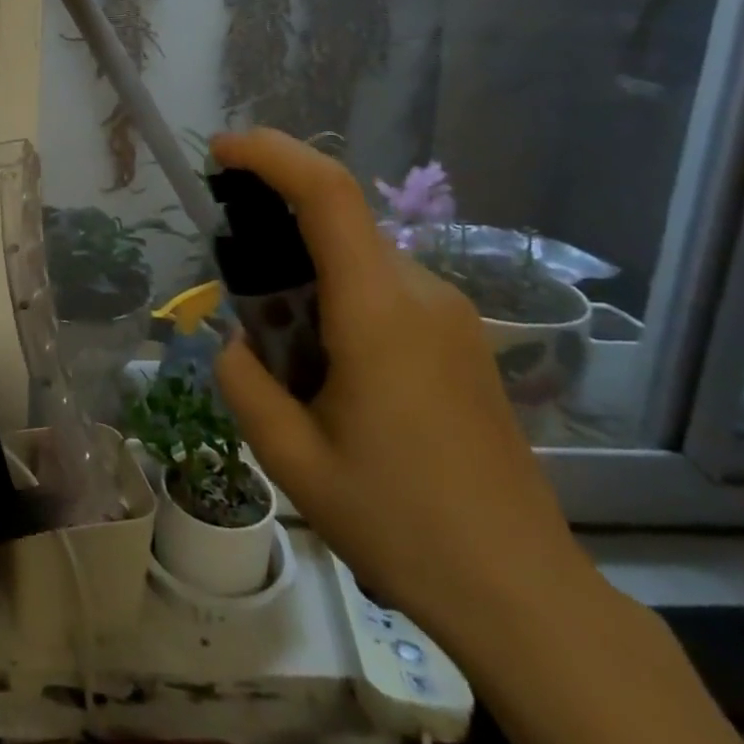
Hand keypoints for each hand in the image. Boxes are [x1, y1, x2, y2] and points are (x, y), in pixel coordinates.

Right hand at [209, 129, 592, 648]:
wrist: (522, 592)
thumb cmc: (399, 523)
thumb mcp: (290, 458)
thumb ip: (242, 380)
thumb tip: (237, 341)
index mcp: (378, 311)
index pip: (328, 194)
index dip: (272, 154)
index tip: (221, 151)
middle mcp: (421, 293)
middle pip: (336, 223)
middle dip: (274, 232)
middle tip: (237, 295)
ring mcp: (450, 314)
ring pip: (356, 258)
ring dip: (304, 278)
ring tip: (283, 358)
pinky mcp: (460, 337)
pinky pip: (382, 288)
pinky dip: (335, 299)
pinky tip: (328, 371)